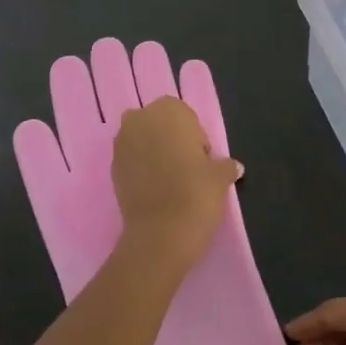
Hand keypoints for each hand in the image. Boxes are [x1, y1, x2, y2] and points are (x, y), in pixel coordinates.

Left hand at [110, 95, 242, 271]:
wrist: (159, 234)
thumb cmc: (195, 194)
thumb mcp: (220, 178)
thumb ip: (225, 166)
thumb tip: (234, 166)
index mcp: (167, 110)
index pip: (185, 116)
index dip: (195, 138)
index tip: (202, 161)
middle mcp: (139, 119)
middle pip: (160, 125)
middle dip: (172, 142)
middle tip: (188, 170)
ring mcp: (121, 143)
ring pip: (143, 142)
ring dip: (155, 155)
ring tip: (171, 183)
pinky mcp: (111, 168)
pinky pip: (132, 161)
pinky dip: (142, 170)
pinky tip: (156, 191)